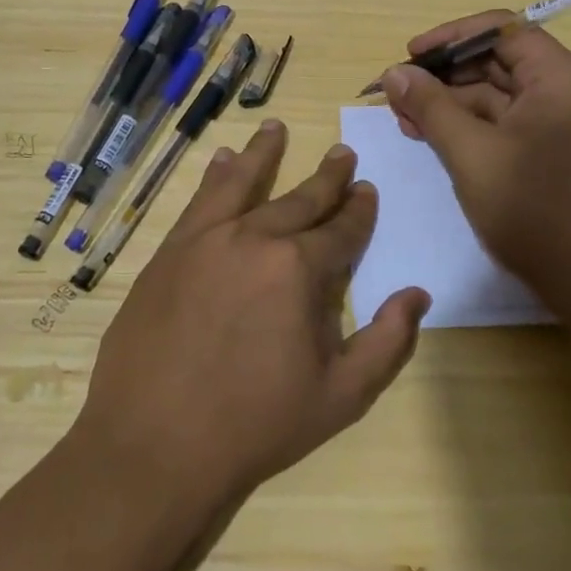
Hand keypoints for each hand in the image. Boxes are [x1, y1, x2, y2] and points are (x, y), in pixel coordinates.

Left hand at [73, 119, 429, 507]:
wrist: (154, 444)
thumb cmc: (255, 425)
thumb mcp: (340, 398)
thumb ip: (387, 342)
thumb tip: (417, 294)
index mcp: (300, 269)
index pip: (342, 229)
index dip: (360, 210)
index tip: (368, 190)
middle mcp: (256, 237)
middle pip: (301, 199)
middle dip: (327, 177)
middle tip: (343, 154)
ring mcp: (207, 238)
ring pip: (244, 181)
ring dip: (265, 153)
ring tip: (277, 126)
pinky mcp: (171, 249)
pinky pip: (201, 199)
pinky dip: (216, 175)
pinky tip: (222, 158)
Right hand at [381, 14, 570, 296]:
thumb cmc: (533, 208)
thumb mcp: (470, 153)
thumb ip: (430, 106)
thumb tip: (394, 72)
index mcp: (557, 77)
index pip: (500, 29)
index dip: (451, 36)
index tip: (411, 55)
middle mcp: (563, 90)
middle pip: (496, 59)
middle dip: (444, 73)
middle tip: (399, 91)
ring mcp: (558, 122)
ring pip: (495, 93)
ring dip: (449, 101)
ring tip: (405, 119)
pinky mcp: (550, 150)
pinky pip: (503, 122)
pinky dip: (467, 125)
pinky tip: (430, 136)